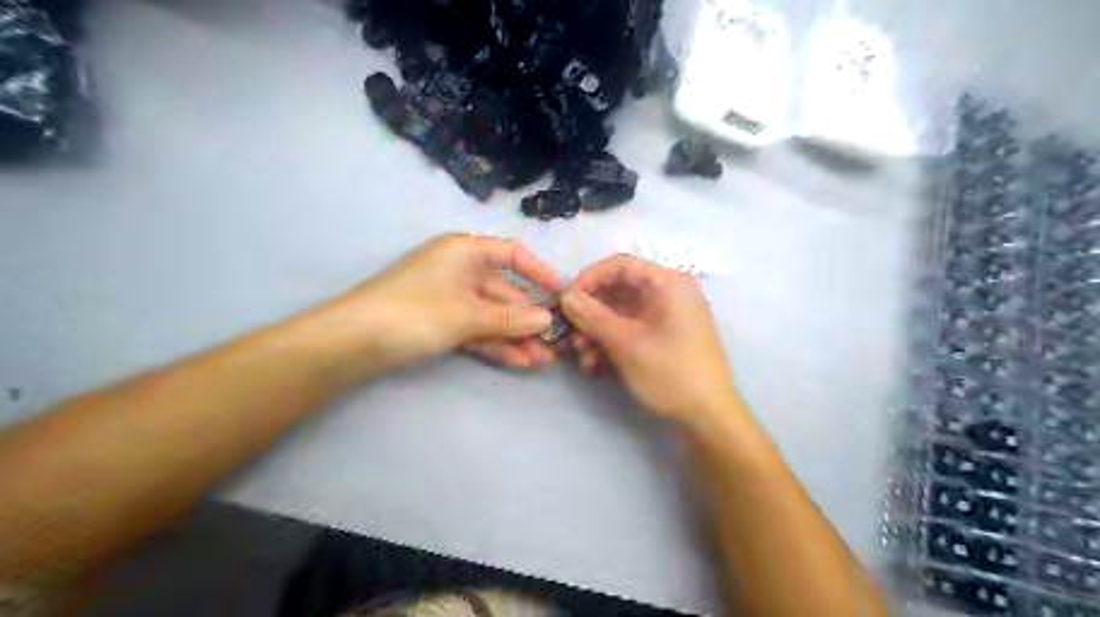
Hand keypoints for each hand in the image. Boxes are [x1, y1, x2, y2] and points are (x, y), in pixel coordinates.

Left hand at [309, 232, 565, 372]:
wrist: (352, 342)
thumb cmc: (415, 312)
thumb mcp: (468, 314)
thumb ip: (510, 318)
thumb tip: (547, 319)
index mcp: (465, 252)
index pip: (512, 255)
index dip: (539, 273)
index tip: (562, 295)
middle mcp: (460, 270)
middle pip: (504, 292)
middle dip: (529, 319)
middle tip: (556, 344)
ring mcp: (450, 299)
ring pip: (491, 316)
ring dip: (516, 337)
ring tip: (543, 361)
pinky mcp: (440, 323)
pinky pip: (476, 330)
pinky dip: (494, 344)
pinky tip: (519, 362)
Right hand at [561, 254, 741, 428]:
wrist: (709, 418)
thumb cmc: (671, 373)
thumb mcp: (627, 344)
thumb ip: (592, 316)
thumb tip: (565, 297)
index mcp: (668, 283)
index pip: (620, 265)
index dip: (589, 279)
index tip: (566, 301)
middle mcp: (669, 293)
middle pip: (618, 290)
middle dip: (590, 313)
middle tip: (570, 335)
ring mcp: (666, 317)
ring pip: (620, 313)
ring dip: (597, 332)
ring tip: (583, 357)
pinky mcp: (663, 337)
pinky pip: (630, 330)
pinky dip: (611, 343)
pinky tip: (595, 366)